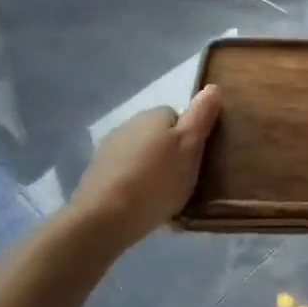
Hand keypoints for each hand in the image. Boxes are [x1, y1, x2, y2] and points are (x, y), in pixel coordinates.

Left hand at [69, 86, 221, 247]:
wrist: (103, 219)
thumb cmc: (156, 180)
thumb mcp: (191, 146)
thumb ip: (202, 115)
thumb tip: (212, 87)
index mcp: (154, 115)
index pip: (179, 116)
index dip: (189, 138)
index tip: (194, 160)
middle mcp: (129, 124)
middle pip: (158, 135)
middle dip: (169, 153)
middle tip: (180, 180)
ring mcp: (108, 149)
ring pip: (140, 153)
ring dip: (150, 168)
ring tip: (160, 196)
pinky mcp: (95, 174)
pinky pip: (124, 173)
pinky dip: (132, 184)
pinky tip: (139, 204)